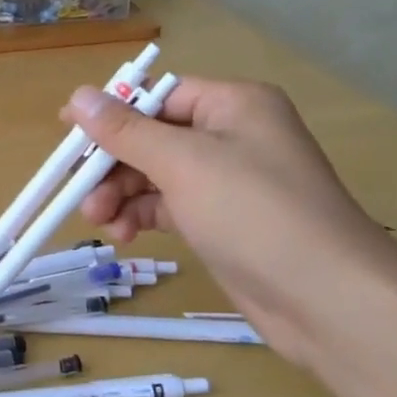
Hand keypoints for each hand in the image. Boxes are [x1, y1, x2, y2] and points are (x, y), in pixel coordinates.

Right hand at [65, 78, 396, 356]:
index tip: (67, 135)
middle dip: (113, 165)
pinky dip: (142, 215)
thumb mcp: (182, 164)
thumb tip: (78, 95)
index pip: (157, 96)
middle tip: (81, 194)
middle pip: (152, 137)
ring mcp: (228, 181)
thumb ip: (126, 130)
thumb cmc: (255, 213)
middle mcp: (232, 135)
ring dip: (122, 194)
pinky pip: (168, 205)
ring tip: (101, 222)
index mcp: (233, 105)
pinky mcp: (222, 221)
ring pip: (155, 174)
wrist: (329, 301)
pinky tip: (124, 235)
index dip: (111, 114)